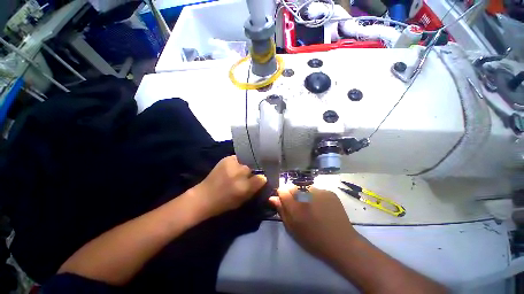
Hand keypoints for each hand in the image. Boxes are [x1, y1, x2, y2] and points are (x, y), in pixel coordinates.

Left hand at [192, 155, 266, 217]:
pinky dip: (239, 162)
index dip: (262, 178)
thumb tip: (264, 178)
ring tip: (243, 170)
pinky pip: (238, 158)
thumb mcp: (243, 199)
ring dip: (247, 165)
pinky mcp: (226, 159)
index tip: (262, 179)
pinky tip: (236, 167)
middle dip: (254, 171)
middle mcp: (239, 172)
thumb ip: (255, 188)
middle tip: (252, 174)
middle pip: (253, 167)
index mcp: (244, 186)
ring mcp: (232, 163)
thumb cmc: (225, 202)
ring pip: (246, 161)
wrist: (204, 197)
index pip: (261, 178)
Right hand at [269, 187, 359, 263]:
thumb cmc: (313, 239)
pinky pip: (316, 190)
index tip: (285, 202)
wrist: (341, 243)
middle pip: (292, 186)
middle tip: (299, 206)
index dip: (282, 195)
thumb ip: (281, 210)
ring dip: (303, 194)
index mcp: (296, 206)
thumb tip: (272, 198)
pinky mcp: (329, 192)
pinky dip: (315, 196)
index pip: (282, 190)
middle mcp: (306, 195)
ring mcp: (319, 192)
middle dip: (292, 194)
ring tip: (311, 206)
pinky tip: (321, 206)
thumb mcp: (292, 228)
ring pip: (304, 187)